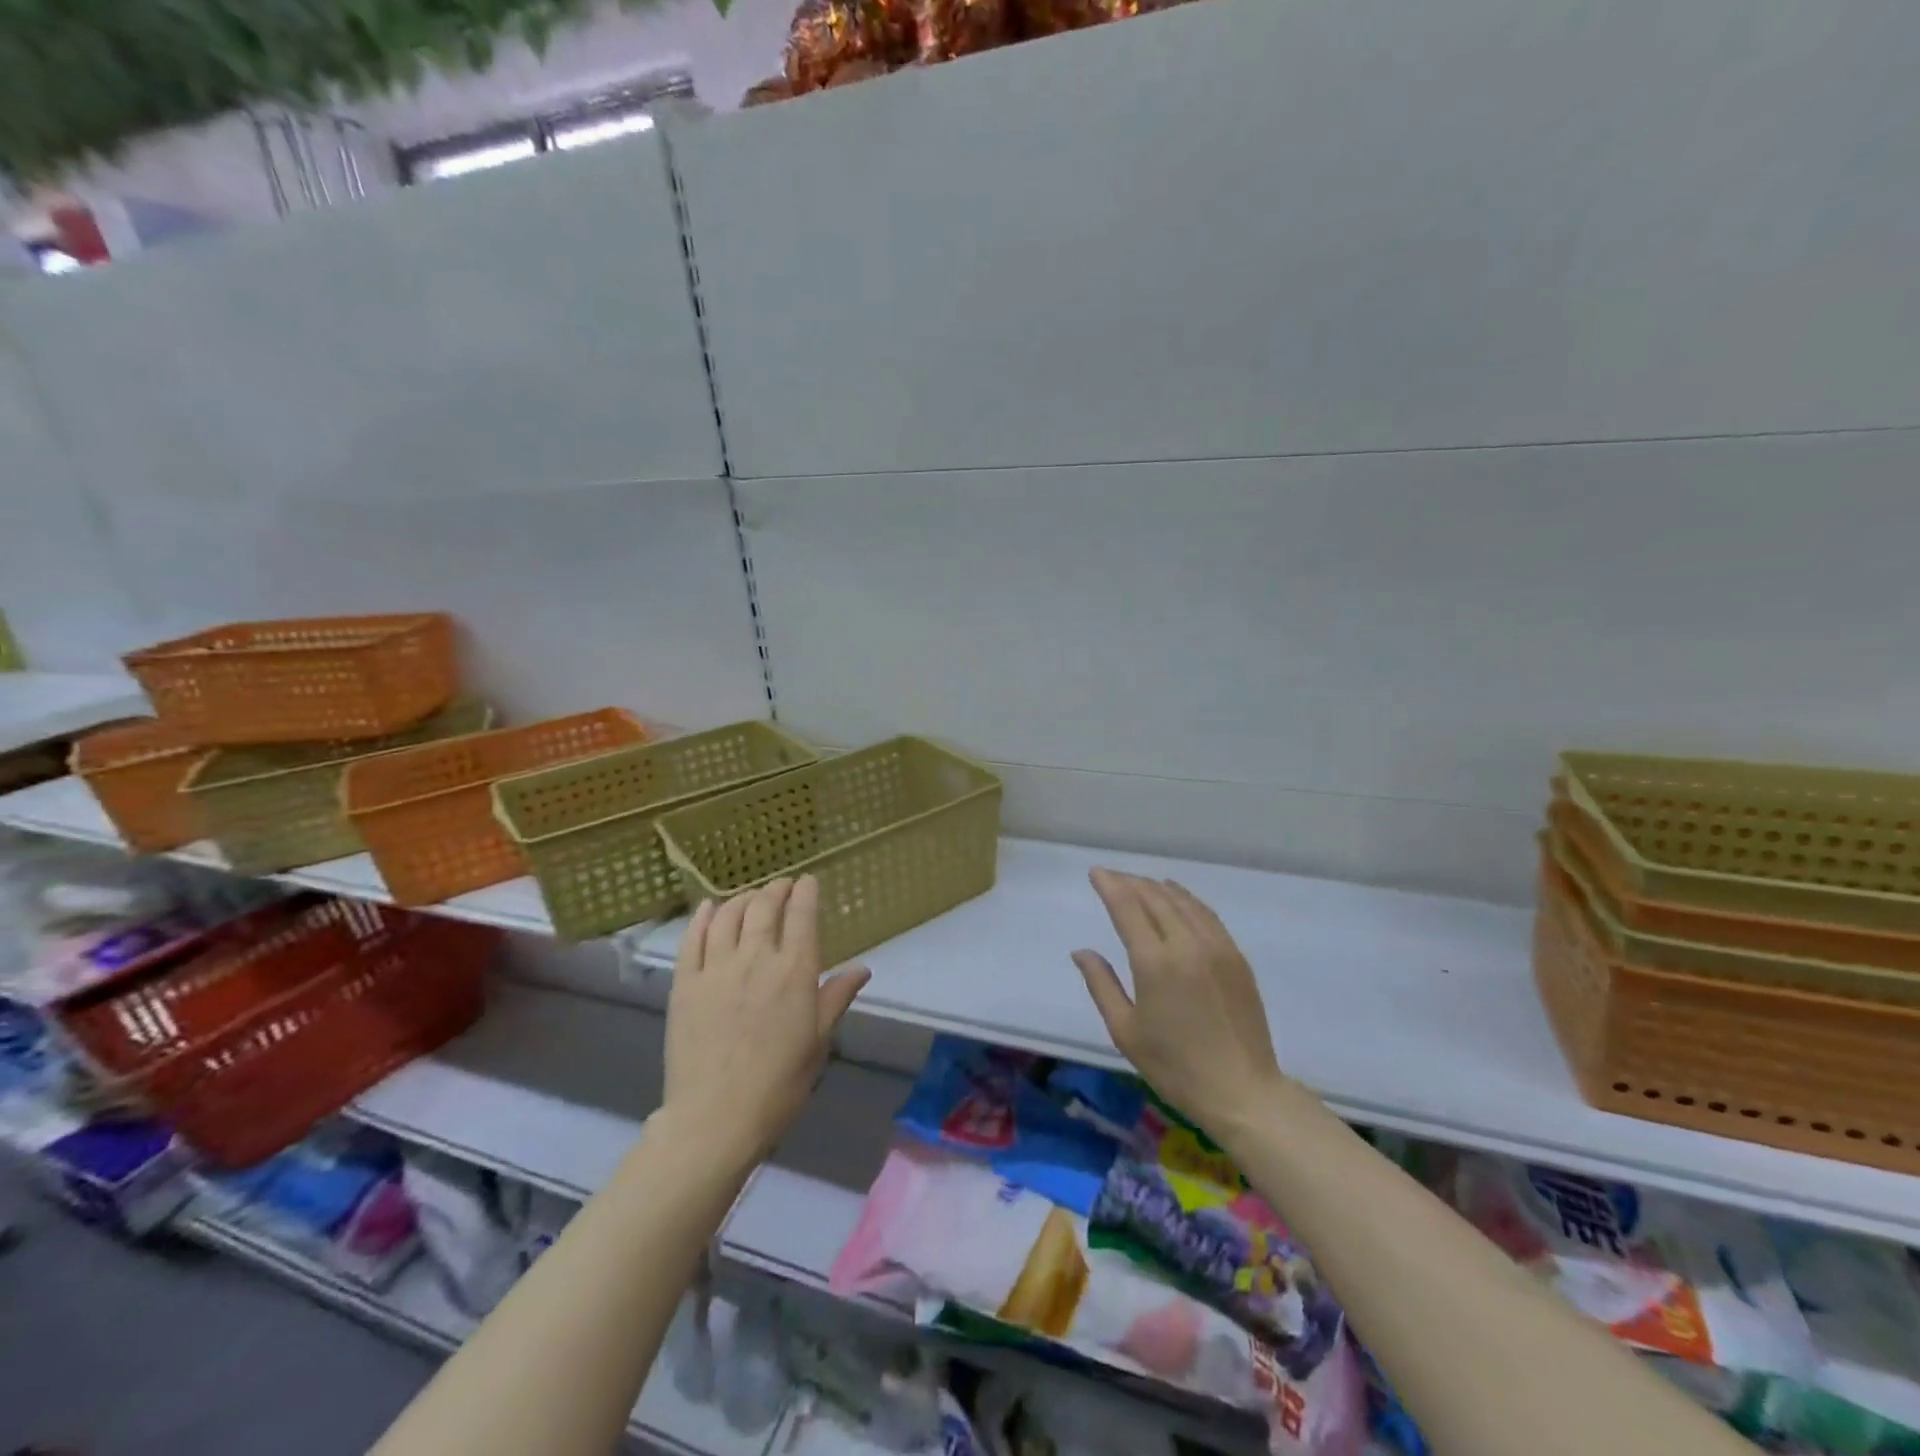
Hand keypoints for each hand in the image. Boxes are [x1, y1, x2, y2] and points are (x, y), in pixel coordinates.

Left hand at [664, 876, 870, 1167]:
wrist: (716, 1118)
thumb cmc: (779, 1084)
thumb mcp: (818, 1041)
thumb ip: (837, 997)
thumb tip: (862, 968)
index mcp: (795, 971)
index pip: (802, 914)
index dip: (806, 892)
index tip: (808, 882)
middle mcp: (756, 958)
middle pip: (764, 906)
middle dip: (776, 889)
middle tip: (782, 886)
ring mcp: (716, 968)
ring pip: (728, 915)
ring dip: (743, 899)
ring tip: (751, 898)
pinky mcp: (685, 983)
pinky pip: (693, 938)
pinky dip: (703, 916)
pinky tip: (709, 908)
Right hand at [1072, 869, 1284, 1143]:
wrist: (1242, 1091)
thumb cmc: (1175, 1066)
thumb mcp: (1125, 1031)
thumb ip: (1101, 984)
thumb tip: (1081, 951)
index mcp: (1155, 962)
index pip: (1127, 907)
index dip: (1109, 885)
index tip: (1096, 872)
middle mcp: (1187, 944)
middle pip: (1155, 898)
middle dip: (1130, 882)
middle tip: (1112, 878)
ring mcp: (1217, 947)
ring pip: (1182, 901)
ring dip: (1157, 887)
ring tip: (1139, 883)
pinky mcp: (1236, 956)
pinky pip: (1206, 914)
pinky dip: (1186, 899)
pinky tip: (1177, 898)